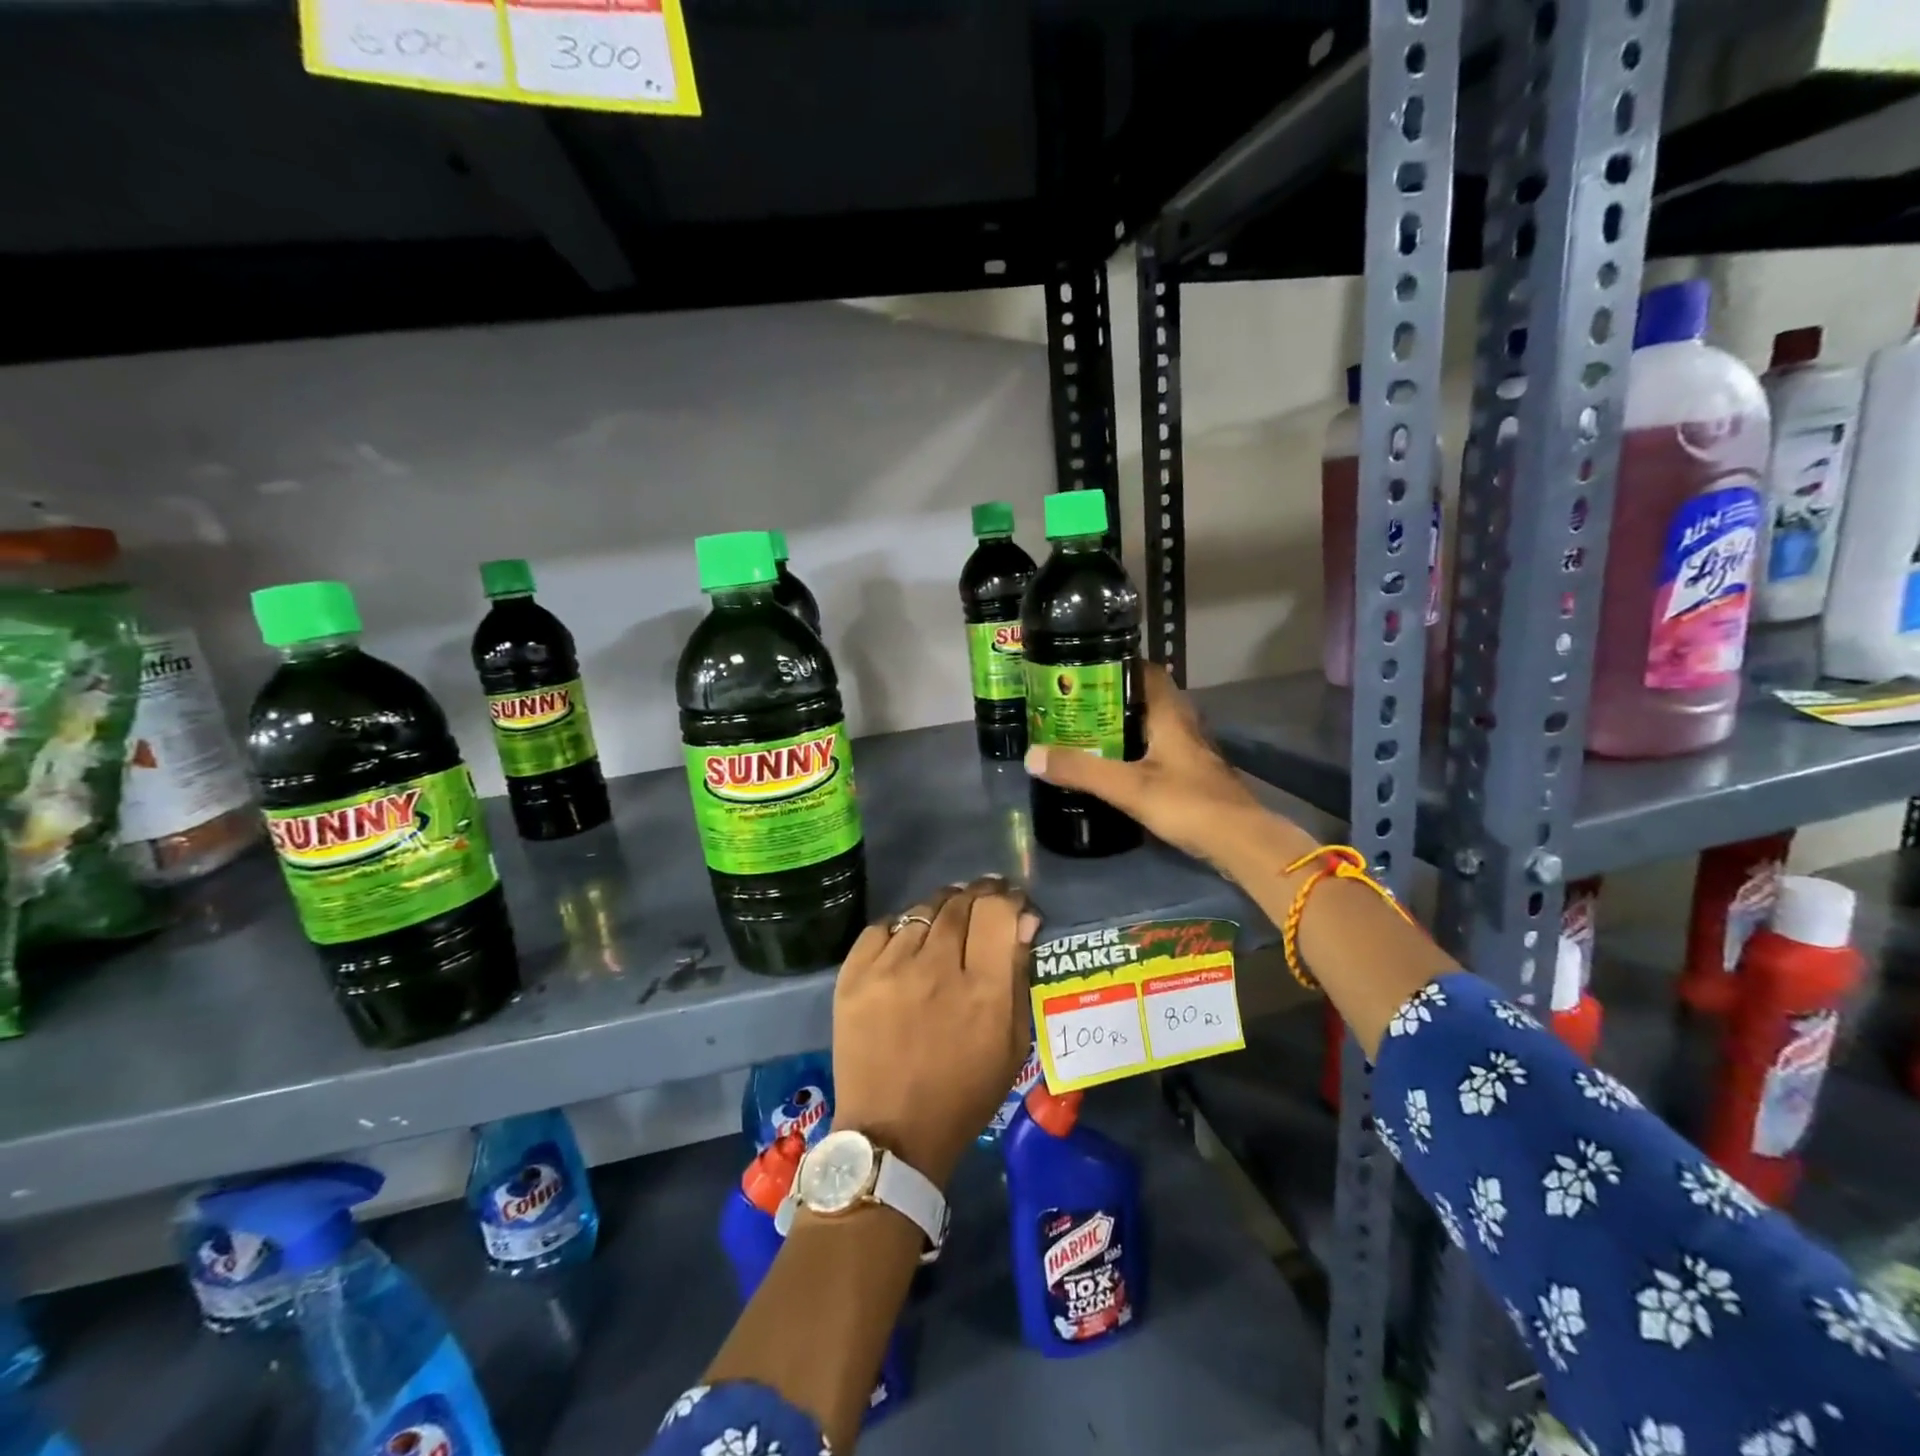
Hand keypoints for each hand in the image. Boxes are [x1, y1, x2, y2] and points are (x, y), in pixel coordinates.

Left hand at [830, 877, 1039, 1188]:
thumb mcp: (1013, 1044)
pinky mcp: (852, 975)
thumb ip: (1019, 976)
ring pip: (922, 911)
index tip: (1011, 901)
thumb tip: (1023, 921)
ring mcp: (888, 969)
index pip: (997, 912)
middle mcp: (935, 968)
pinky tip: (908, 941)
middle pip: (960, 903)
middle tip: (982, 901)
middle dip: (977, 895)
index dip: (1008, 898)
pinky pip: (882, 927)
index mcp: (983, 990)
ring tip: (945, 922)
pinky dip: (901, 927)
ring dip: (941, 910)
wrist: (892, 1132)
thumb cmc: (964, 1093)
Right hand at [1025, 662, 1312, 875]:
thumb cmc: (1187, 803)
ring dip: (1123, 726)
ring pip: (1152, 725)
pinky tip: (1115, 765)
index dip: (1116, 666)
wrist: (1240, 841)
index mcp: (1170, 714)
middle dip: (1111, 698)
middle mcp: (1183, 724)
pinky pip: (1158, 749)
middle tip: (1074, 705)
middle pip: (1146, 698)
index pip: (1145, 671)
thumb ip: (1081, 770)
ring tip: (1086, 733)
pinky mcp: (1193, 775)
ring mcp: (1191, 751)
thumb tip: (1032, 755)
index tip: (1082, 671)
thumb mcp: (1127, 786)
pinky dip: (1135, 750)